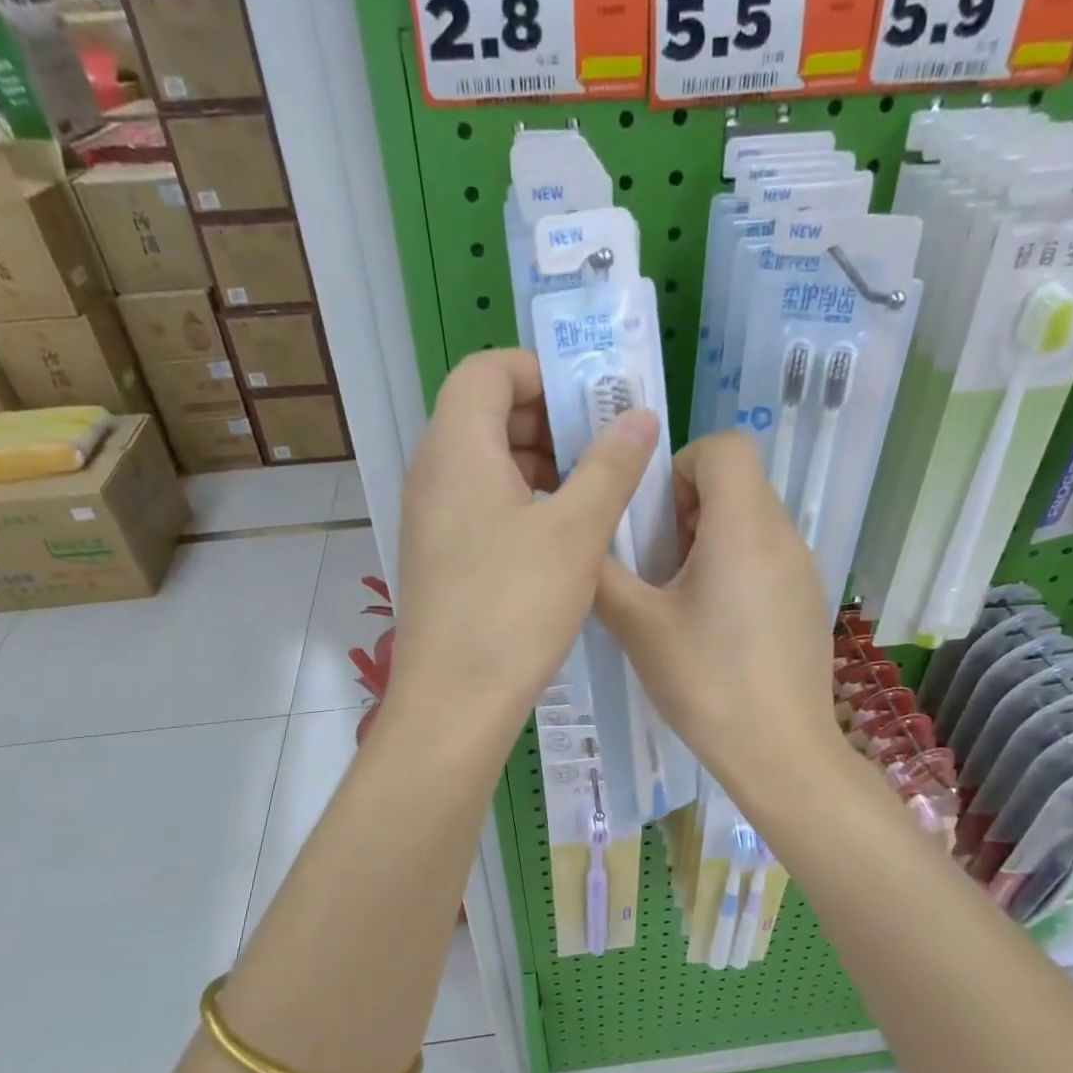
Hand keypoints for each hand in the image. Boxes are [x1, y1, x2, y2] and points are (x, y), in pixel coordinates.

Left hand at [386, 349, 658, 751]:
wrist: (454, 702)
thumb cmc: (514, 608)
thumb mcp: (576, 532)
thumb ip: (611, 466)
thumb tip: (640, 416)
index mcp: (457, 449)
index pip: (488, 370)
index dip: (541, 372)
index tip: (593, 403)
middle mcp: (434, 474)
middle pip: (487, 414)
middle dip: (550, 420)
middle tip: (605, 450)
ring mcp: (433, 518)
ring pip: (488, 463)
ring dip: (541, 465)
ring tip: (594, 495)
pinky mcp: (441, 556)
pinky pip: (482, 505)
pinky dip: (524, 503)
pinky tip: (564, 538)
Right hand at [595, 431, 840, 798]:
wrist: (781, 752)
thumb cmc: (706, 682)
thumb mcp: (639, 627)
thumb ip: (602, 575)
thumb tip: (580, 545)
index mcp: (744, 527)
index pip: (725, 447)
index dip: (681, 466)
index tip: (653, 516)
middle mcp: (784, 536)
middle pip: (737, 483)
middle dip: (687, 507)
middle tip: (654, 561)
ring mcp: (803, 570)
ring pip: (751, 521)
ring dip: (709, 539)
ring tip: (678, 597)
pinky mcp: (807, 601)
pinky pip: (767, 557)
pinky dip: (734, 566)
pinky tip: (713, 625)